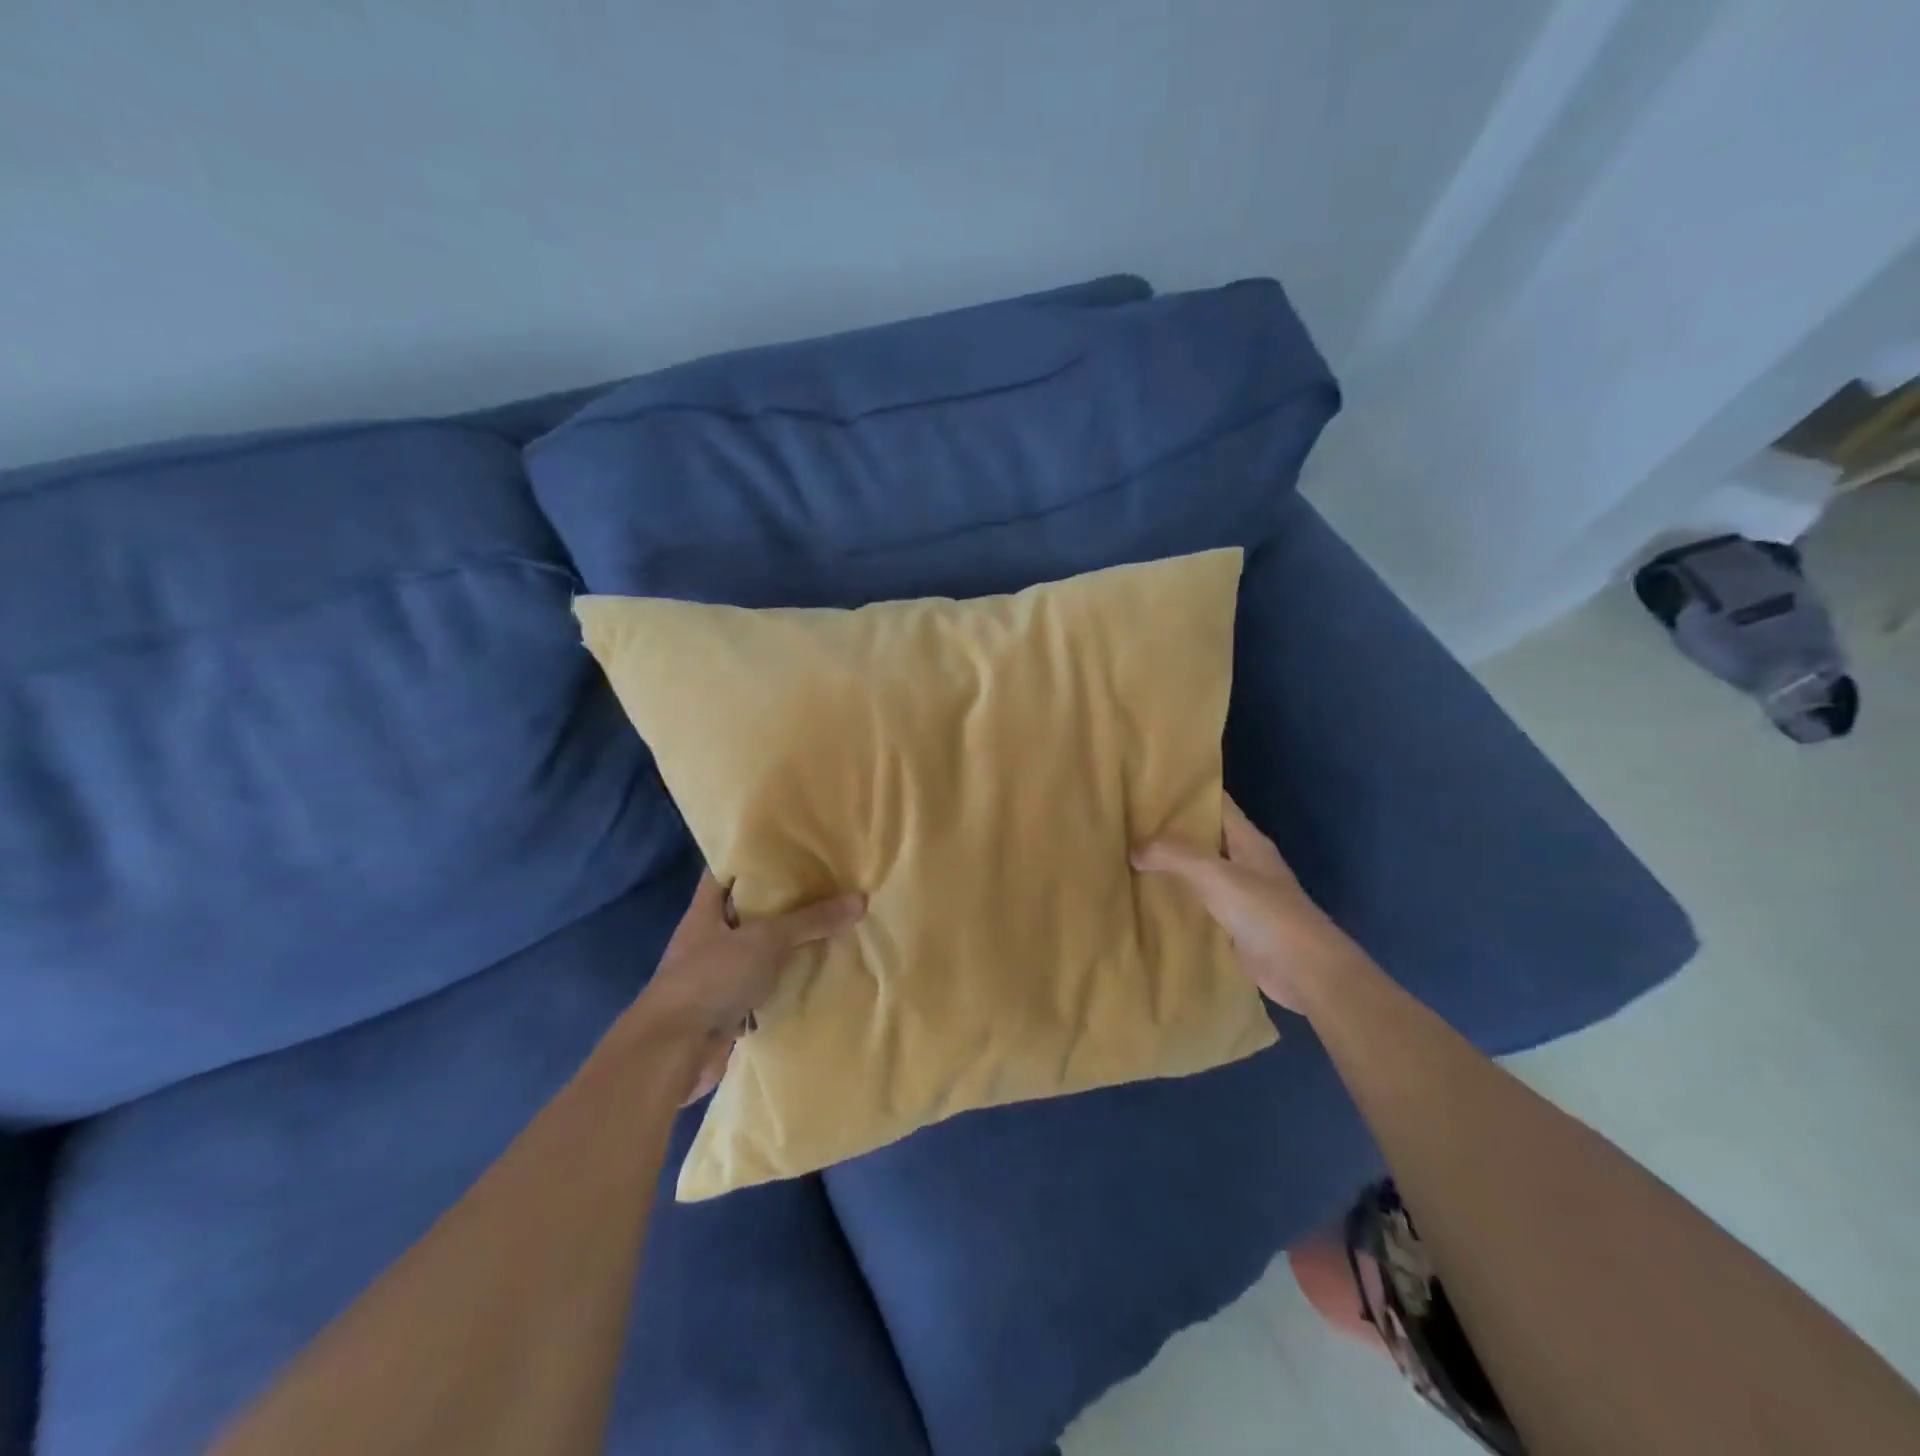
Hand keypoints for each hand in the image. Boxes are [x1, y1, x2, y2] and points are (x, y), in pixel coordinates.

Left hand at [630, 871, 865, 1101]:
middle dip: (785, 901)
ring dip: (789, 945)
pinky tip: (820, 973)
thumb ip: (811, 920)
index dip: (754, 856)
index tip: (791, 847)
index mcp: (706, 911)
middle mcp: (710, 938)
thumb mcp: (766, 940)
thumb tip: (860, 899)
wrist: (673, 1054)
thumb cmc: (711, 979)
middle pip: (749, 911)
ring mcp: (718, 975)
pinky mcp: (729, 1009)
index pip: (727, 871)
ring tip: (833, 924)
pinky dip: (787, 983)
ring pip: (760, 951)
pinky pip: (766, 987)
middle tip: (827, 884)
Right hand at [1131, 795, 1362, 1013]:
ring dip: (1171, 866)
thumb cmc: (1264, 912)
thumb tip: (1133, 849)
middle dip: (1170, 830)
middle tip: (1129, 824)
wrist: (1304, 971)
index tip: (1149, 787)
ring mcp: (1242, 895)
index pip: (1216, 803)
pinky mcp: (1235, 926)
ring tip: (1130, 858)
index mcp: (1248, 840)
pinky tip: (1149, 900)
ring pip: (1200, 871)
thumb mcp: (1214, 874)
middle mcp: (1245, 862)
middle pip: (1204, 837)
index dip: (1186, 793)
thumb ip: (1173, 855)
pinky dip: (1178, 900)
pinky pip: (1200, 904)